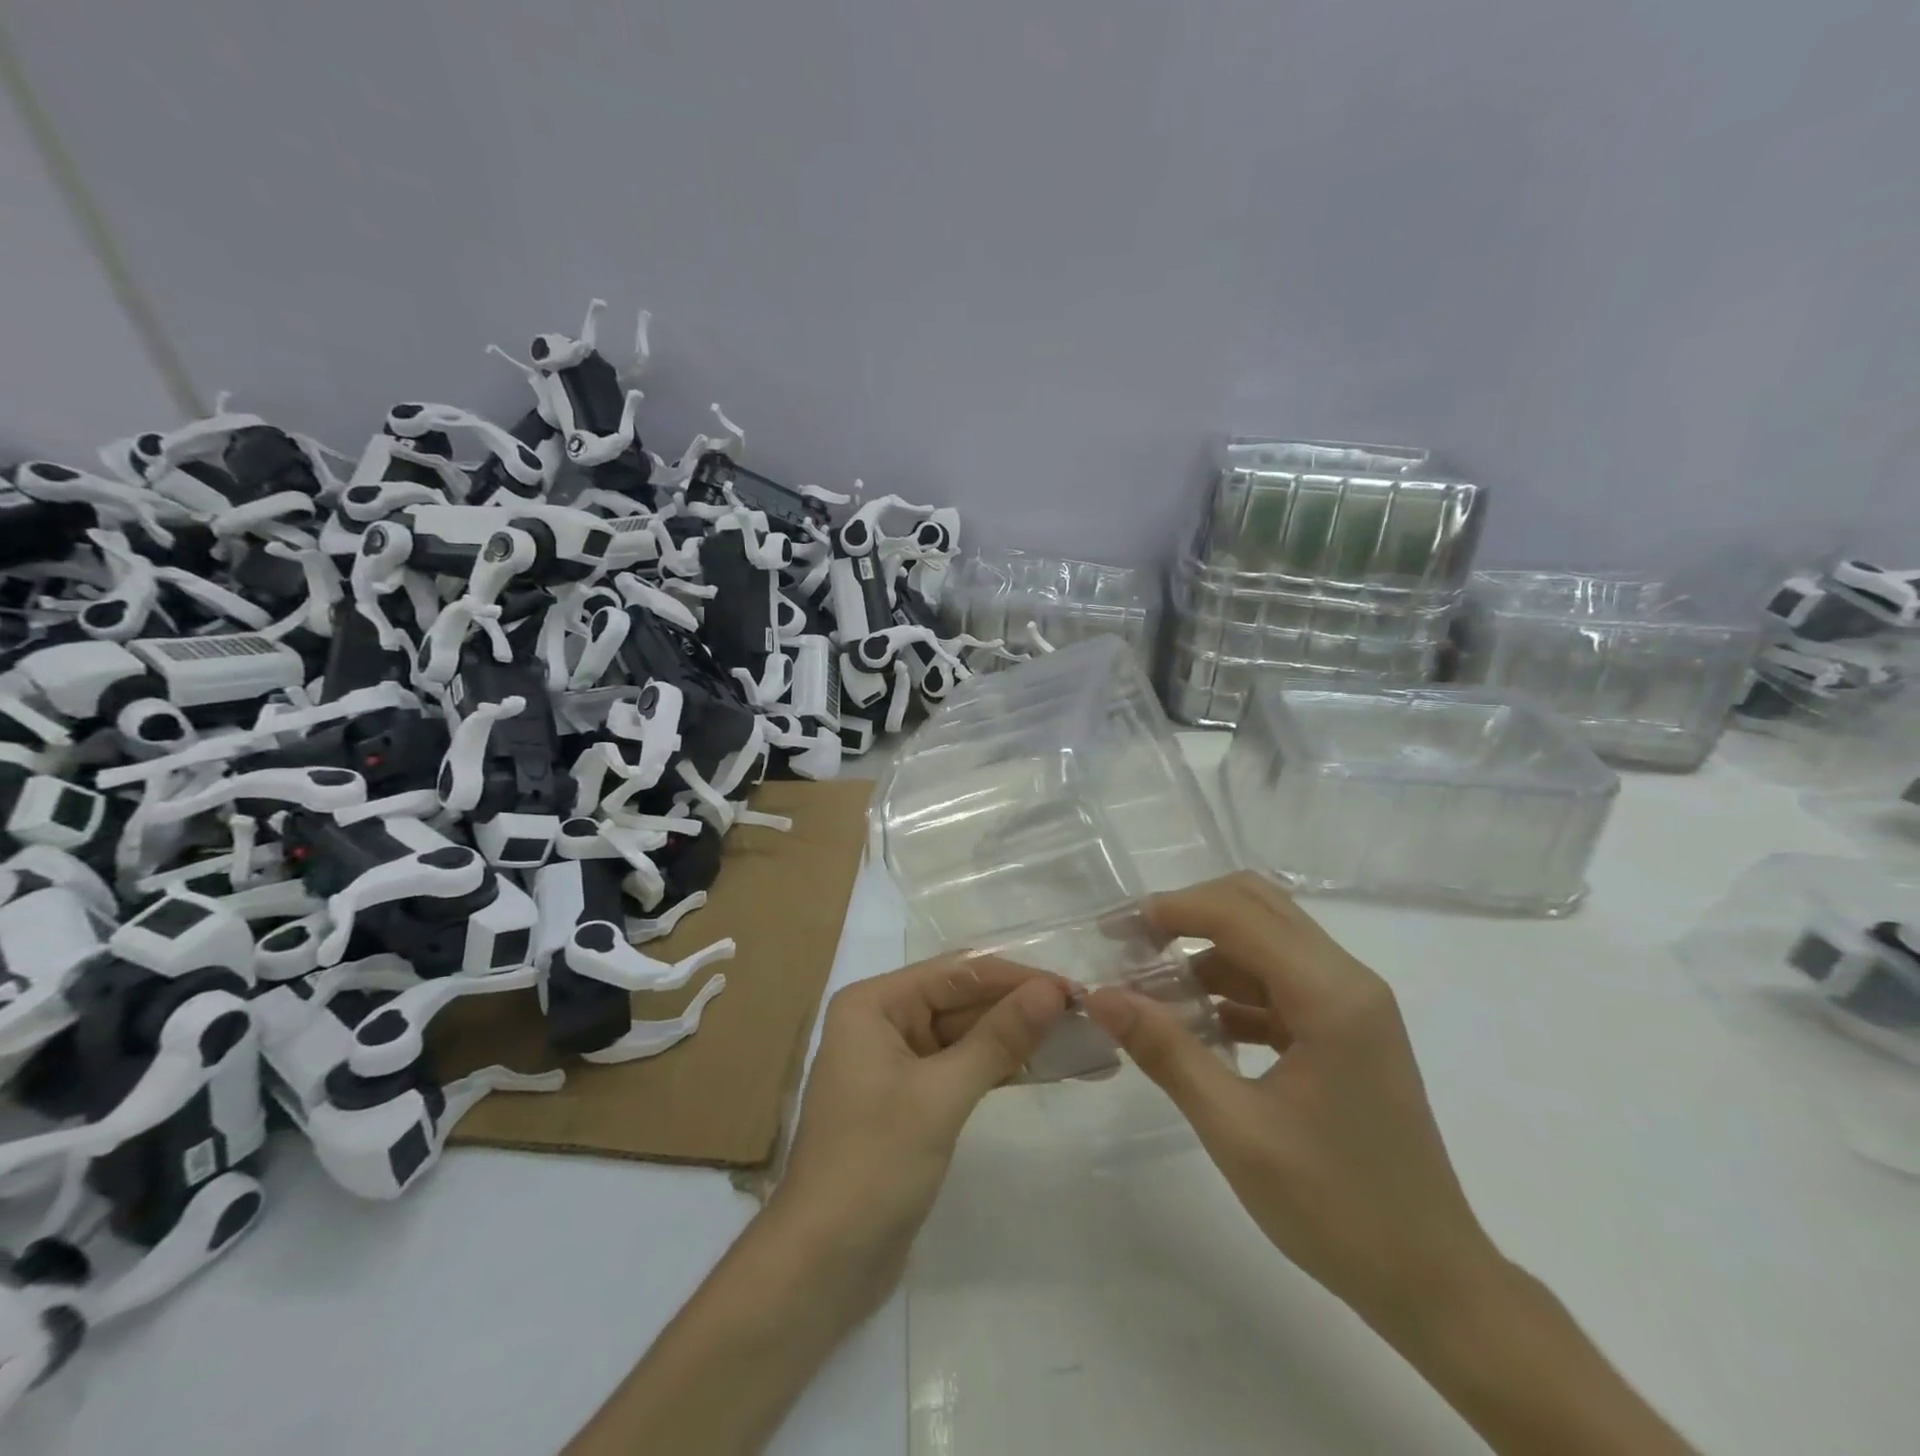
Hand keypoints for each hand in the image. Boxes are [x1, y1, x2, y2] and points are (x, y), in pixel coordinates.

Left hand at [774, 956, 1070, 1291]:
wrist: (823, 1267)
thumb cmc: (874, 1164)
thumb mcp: (941, 1095)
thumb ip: (998, 1038)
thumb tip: (1052, 991)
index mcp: (874, 1004)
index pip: (956, 974)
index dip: (1015, 978)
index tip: (1073, 989)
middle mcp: (882, 1022)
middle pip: (961, 1002)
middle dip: (1019, 1008)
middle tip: (1085, 1016)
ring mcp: (895, 1063)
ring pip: (966, 1036)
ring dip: (1016, 1039)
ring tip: (1077, 1040)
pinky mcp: (910, 1102)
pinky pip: (962, 1069)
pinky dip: (1000, 1069)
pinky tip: (1045, 1069)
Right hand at [1084, 872, 1499, 1339]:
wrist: (1432, 1282)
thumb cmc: (1335, 1207)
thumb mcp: (1235, 1129)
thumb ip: (1165, 1050)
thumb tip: (1099, 995)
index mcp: (1330, 994)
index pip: (1238, 914)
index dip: (1171, 910)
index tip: (1115, 930)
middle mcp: (1347, 980)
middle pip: (1257, 906)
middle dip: (1189, 914)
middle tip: (1133, 946)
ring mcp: (1351, 1004)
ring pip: (1267, 940)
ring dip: (1207, 951)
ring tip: (1151, 989)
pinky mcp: (1346, 1030)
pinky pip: (1279, 981)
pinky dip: (1232, 987)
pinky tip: (1196, 1025)